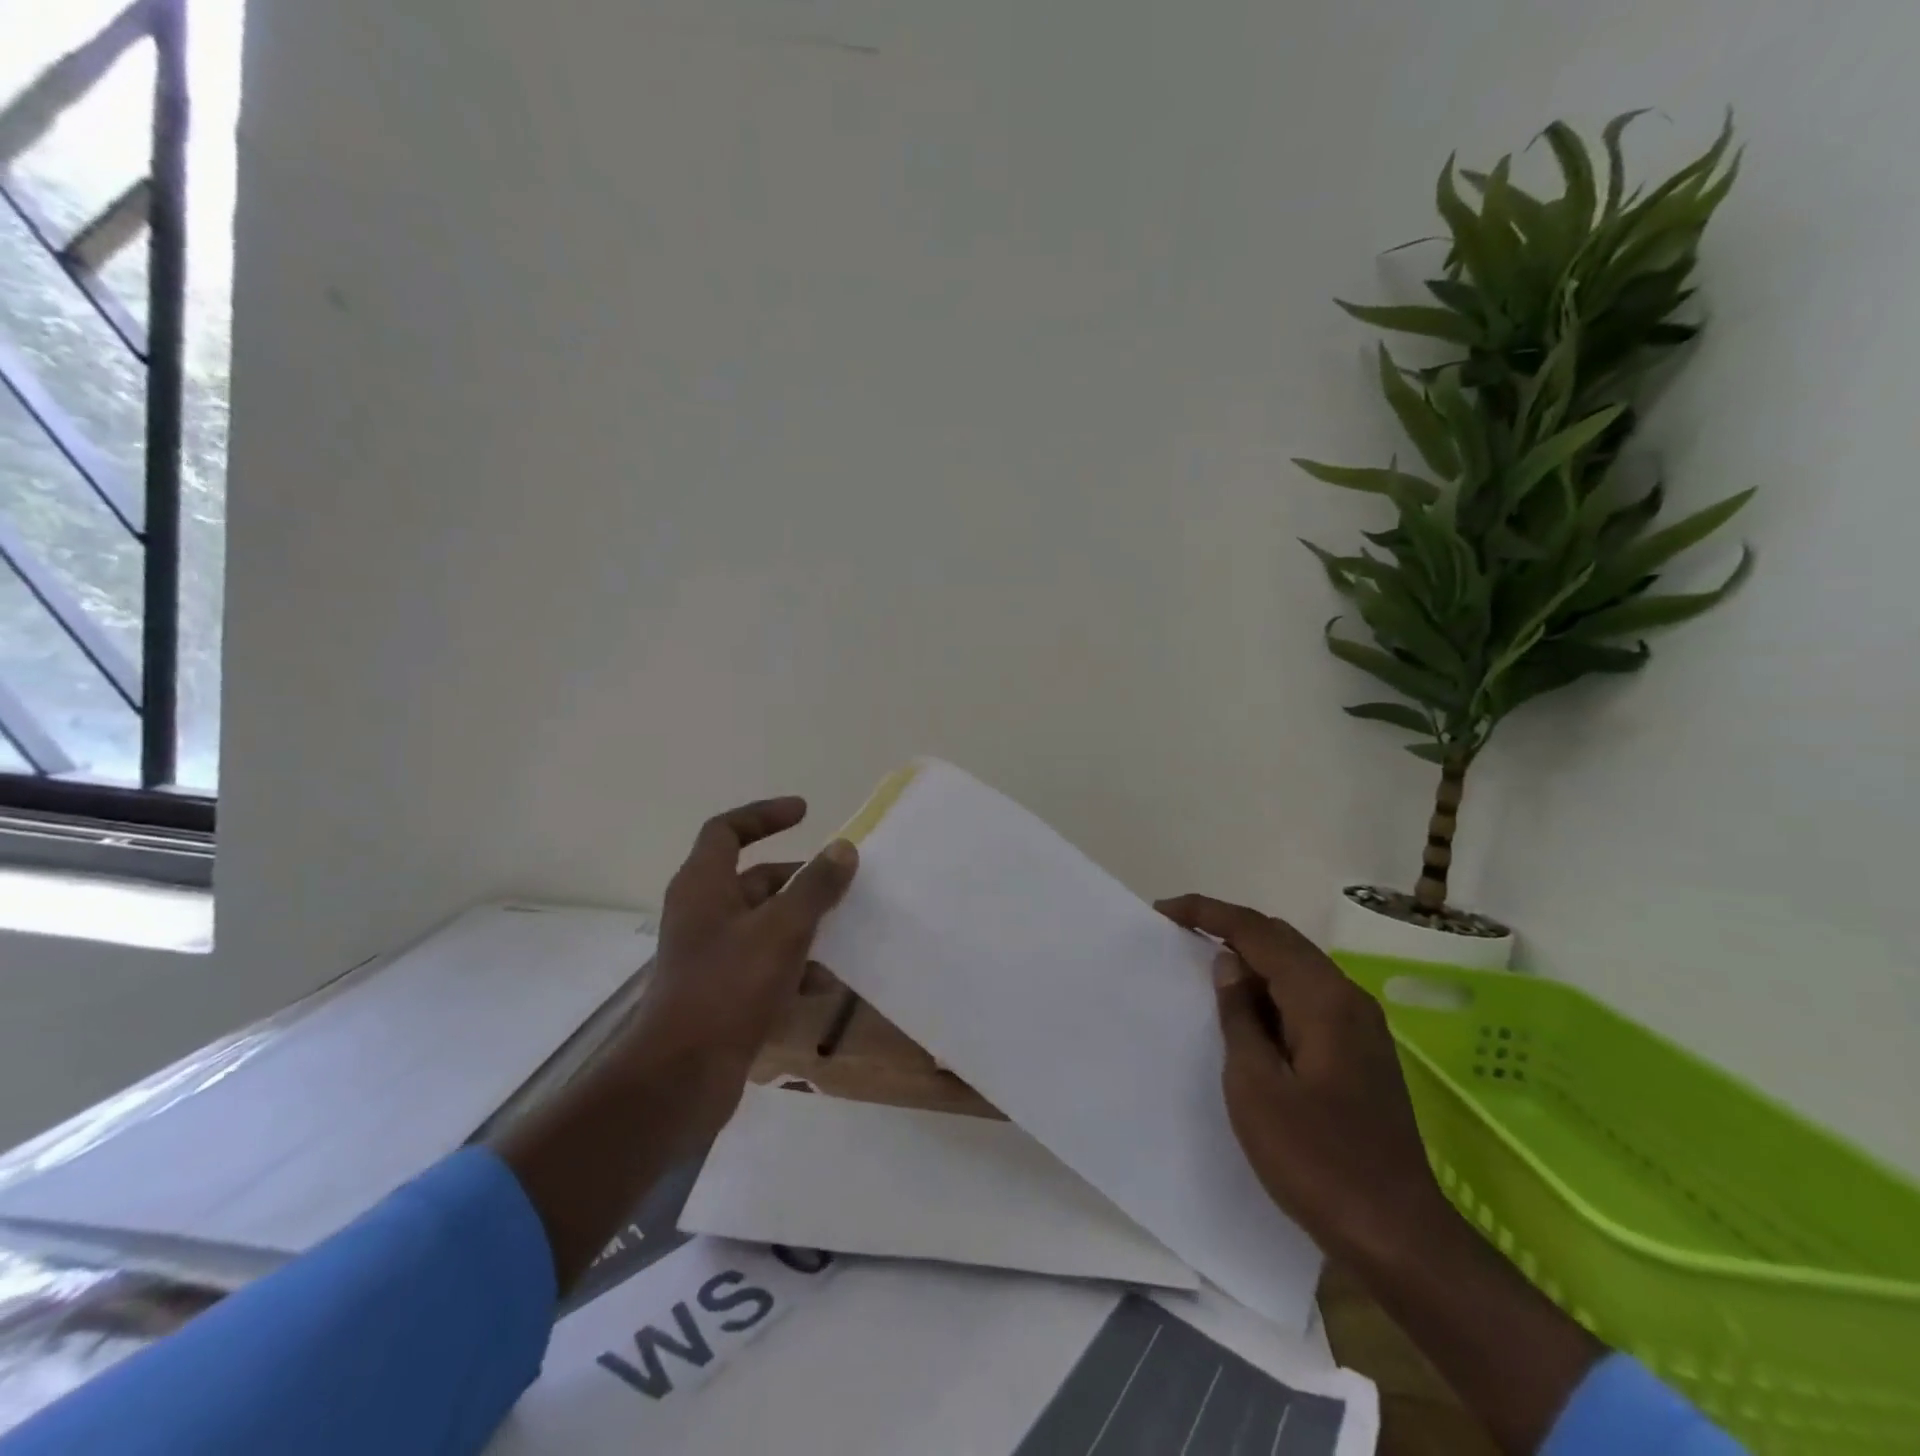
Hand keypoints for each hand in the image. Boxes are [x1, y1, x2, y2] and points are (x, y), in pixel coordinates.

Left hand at [628, 797, 858, 1143]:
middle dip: (798, 879)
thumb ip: (815, 886)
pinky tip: (825, 986)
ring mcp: (709, 955)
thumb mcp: (782, 929)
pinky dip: (793, 967)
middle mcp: (702, 913)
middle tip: (839, 882)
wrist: (681, 1077)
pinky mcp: (719, 992)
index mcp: (704, 885)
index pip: (727, 830)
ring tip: (843, 934)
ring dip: (802, 926)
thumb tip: (843, 848)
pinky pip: (763, 964)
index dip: (764, 815)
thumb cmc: (729, 987)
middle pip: (753, 879)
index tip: (805, 813)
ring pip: (763, 924)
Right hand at [1155, 893, 1445, 1265]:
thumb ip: (1239, 1016)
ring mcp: (1360, 1026)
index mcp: (1324, 999)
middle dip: (1228, 928)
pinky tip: (1243, 1011)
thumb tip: (1229, 965)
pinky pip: (1306, 998)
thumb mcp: (1256, 1086)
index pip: (1259, 932)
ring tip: (1202, 966)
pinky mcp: (1360, 1052)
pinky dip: (1270, 990)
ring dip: (1249, 959)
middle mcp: (1348, 999)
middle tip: (1178, 933)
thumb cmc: (1316, 1160)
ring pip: (1296, 968)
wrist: (1397, 1237)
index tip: (1164, 911)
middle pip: (1281, 940)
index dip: (1209, 913)